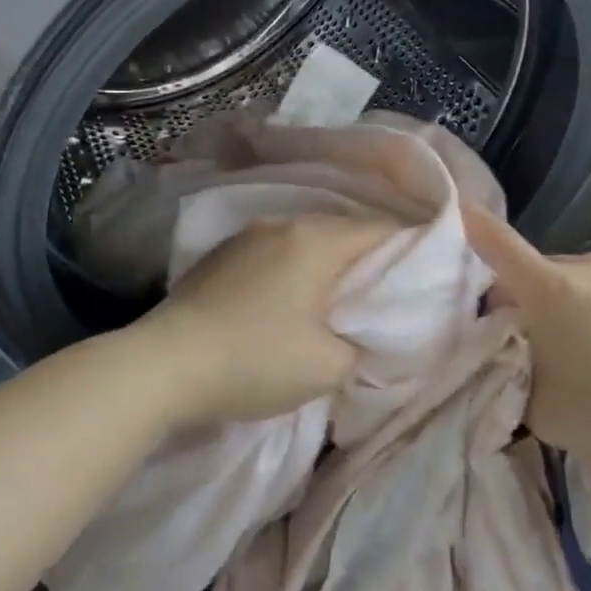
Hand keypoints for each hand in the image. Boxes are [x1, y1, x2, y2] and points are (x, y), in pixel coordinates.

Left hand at [131, 214, 396, 428]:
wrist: (163, 366)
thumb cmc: (255, 360)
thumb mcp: (328, 366)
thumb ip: (361, 344)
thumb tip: (359, 333)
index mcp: (316, 240)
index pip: (383, 231)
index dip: (413, 252)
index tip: (428, 277)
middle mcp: (281, 224)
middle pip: (343, 232)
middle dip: (370, 260)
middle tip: (386, 294)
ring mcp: (245, 236)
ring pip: (306, 242)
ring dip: (328, 266)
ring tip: (340, 299)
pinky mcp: (219, 256)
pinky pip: (274, 253)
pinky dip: (294, 271)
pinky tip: (289, 299)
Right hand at [463, 205, 590, 473]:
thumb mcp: (543, 411)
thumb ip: (511, 378)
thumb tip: (507, 360)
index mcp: (550, 288)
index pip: (494, 242)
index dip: (467, 224)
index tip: (450, 208)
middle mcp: (587, 265)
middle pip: (534, 273)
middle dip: (522, 301)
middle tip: (528, 346)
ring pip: (574, 282)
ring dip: (564, 306)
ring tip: (585, 355)